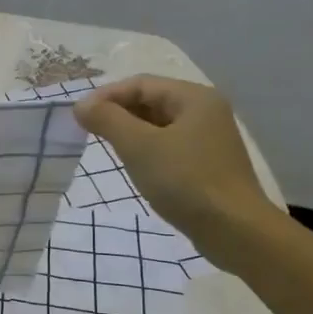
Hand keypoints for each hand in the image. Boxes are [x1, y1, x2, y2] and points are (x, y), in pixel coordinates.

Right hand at [75, 76, 280, 266]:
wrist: (233, 229)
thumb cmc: (184, 180)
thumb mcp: (139, 146)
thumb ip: (107, 120)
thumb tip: (80, 105)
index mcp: (194, 98)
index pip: (141, 84)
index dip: (106, 96)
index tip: (78, 117)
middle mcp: (205, 111)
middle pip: (152, 101)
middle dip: (118, 113)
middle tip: (88, 132)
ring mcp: (209, 139)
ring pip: (159, 125)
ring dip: (130, 132)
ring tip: (107, 148)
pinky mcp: (206, 164)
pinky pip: (169, 146)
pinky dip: (146, 150)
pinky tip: (134, 166)